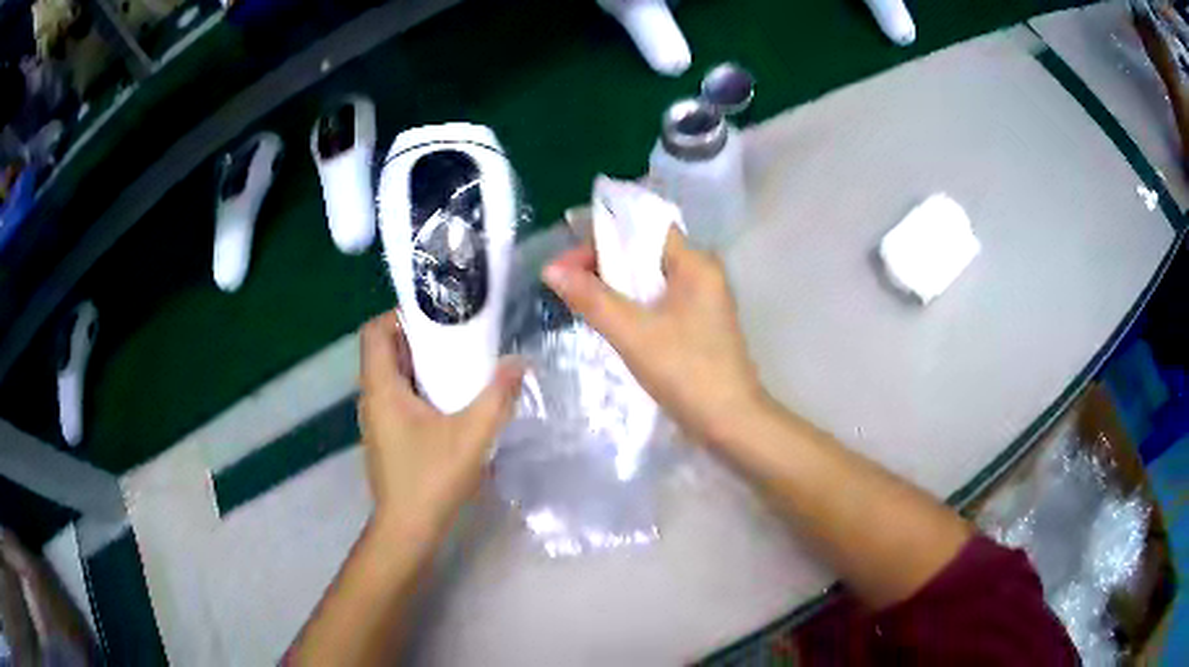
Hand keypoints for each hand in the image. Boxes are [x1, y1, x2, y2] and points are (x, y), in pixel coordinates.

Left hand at [357, 312, 523, 538]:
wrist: (407, 530)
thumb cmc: (431, 479)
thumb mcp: (472, 435)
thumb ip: (497, 396)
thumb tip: (519, 363)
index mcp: (381, 388)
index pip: (374, 332)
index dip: (400, 315)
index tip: (437, 315)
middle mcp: (372, 398)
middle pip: (385, 351)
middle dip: (419, 338)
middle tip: (458, 335)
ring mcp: (376, 420)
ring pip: (393, 376)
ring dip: (421, 364)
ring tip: (459, 363)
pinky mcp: (386, 437)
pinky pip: (398, 397)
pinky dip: (420, 388)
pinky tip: (451, 402)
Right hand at [542, 229, 767, 446]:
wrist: (730, 423)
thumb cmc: (686, 372)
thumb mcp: (633, 334)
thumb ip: (592, 299)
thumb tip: (551, 269)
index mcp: (696, 264)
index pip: (643, 229)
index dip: (603, 235)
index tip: (567, 261)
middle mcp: (703, 274)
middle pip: (645, 252)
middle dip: (603, 262)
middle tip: (565, 281)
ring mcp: (703, 301)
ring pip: (650, 279)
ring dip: (615, 285)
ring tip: (578, 298)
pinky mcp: (698, 325)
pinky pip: (658, 302)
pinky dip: (632, 305)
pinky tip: (608, 319)